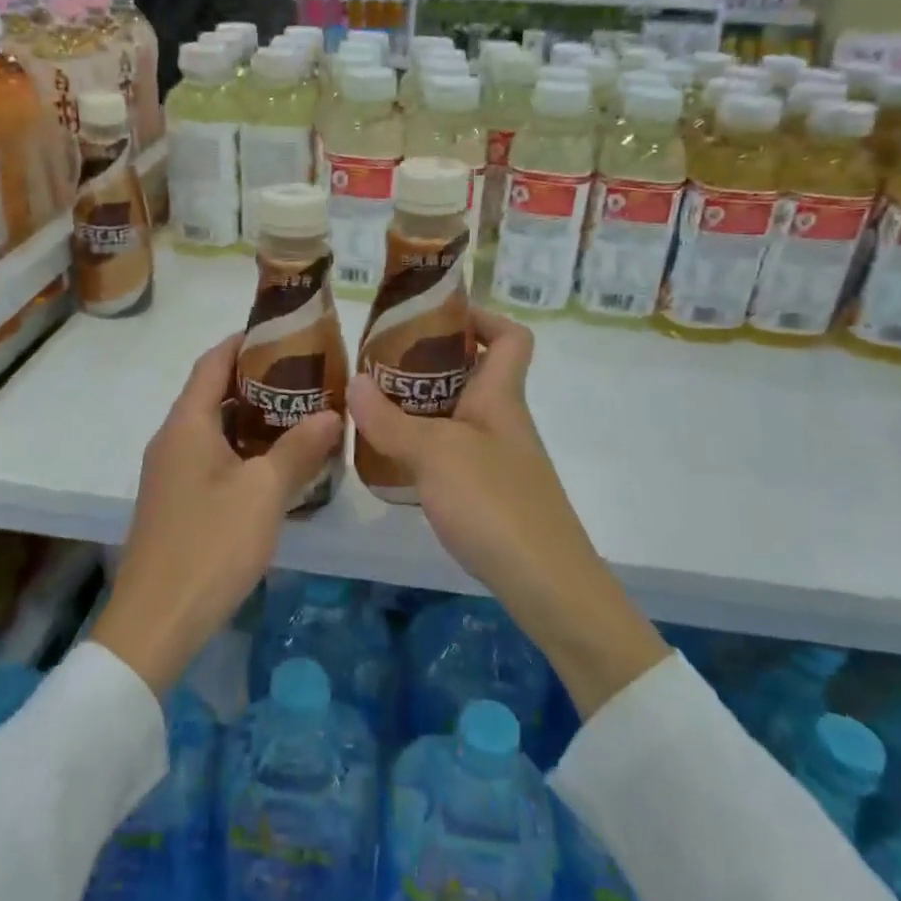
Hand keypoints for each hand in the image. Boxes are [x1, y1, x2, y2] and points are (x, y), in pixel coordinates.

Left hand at [94, 334, 342, 697]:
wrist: (156, 622)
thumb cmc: (210, 545)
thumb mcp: (264, 493)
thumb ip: (299, 449)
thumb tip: (332, 413)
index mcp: (187, 425)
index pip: (213, 362)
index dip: (244, 340)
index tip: (283, 329)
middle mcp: (172, 440)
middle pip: (212, 392)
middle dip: (256, 378)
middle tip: (305, 373)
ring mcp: (171, 473)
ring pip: (214, 428)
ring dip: (252, 416)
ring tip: (300, 411)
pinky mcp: (177, 501)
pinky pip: (212, 457)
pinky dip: (243, 447)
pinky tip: (277, 462)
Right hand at [349, 307, 666, 717]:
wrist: (546, 583)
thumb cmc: (495, 503)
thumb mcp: (436, 454)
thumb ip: (391, 420)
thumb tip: (354, 382)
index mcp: (500, 396)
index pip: (511, 337)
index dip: (481, 317)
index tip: (435, 316)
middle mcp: (503, 421)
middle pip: (474, 373)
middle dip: (430, 362)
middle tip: (380, 364)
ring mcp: (498, 459)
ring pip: (458, 415)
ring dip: (420, 406)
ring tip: (372, 407)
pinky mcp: (488, 494)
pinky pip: (452, 453)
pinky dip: (423, 447)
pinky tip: (391, 459)